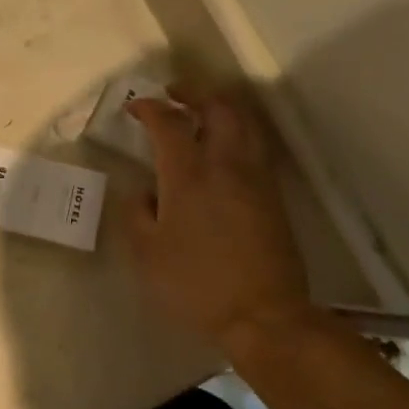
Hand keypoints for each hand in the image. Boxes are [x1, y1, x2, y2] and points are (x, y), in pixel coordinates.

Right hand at [126, 84, 315, 352]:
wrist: (264, 316)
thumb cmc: (196, 284)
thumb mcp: (147, 254)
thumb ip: (137, 214)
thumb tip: (144, 192)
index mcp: (188, 176)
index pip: (168, 123)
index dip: (150, 108)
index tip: (135, 108)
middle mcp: (225, 166)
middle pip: (218, 108)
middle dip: (194, 93)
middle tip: (174, 95)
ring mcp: (255, 179)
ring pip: (245, 123)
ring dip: (221, 109)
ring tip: (201, 115)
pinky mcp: (273, 196)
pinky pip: (255, 147)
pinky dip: (237, 133)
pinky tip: (223, 151)